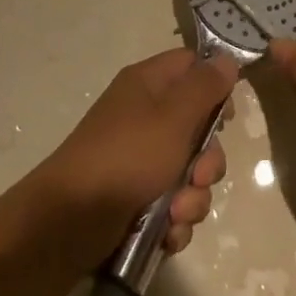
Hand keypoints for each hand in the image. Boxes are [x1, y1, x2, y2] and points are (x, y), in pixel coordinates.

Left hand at [24, 49, 236, 268]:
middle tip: (198, 177)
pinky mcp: (136, 198)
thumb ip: (205, 87)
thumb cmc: (126, 157)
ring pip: (189, 173)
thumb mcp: (173, 116)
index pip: (192, 66)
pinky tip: (166, 234)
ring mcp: (139, 159)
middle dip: (207, 162)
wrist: (69, 222)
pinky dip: (174, 222)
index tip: (226, 118)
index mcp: (148, 85)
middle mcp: (144, 116)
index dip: (214, 87)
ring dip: (192, 198)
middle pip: (197, 128)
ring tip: (176, 214)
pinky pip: (172, 205)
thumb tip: (227, 60)